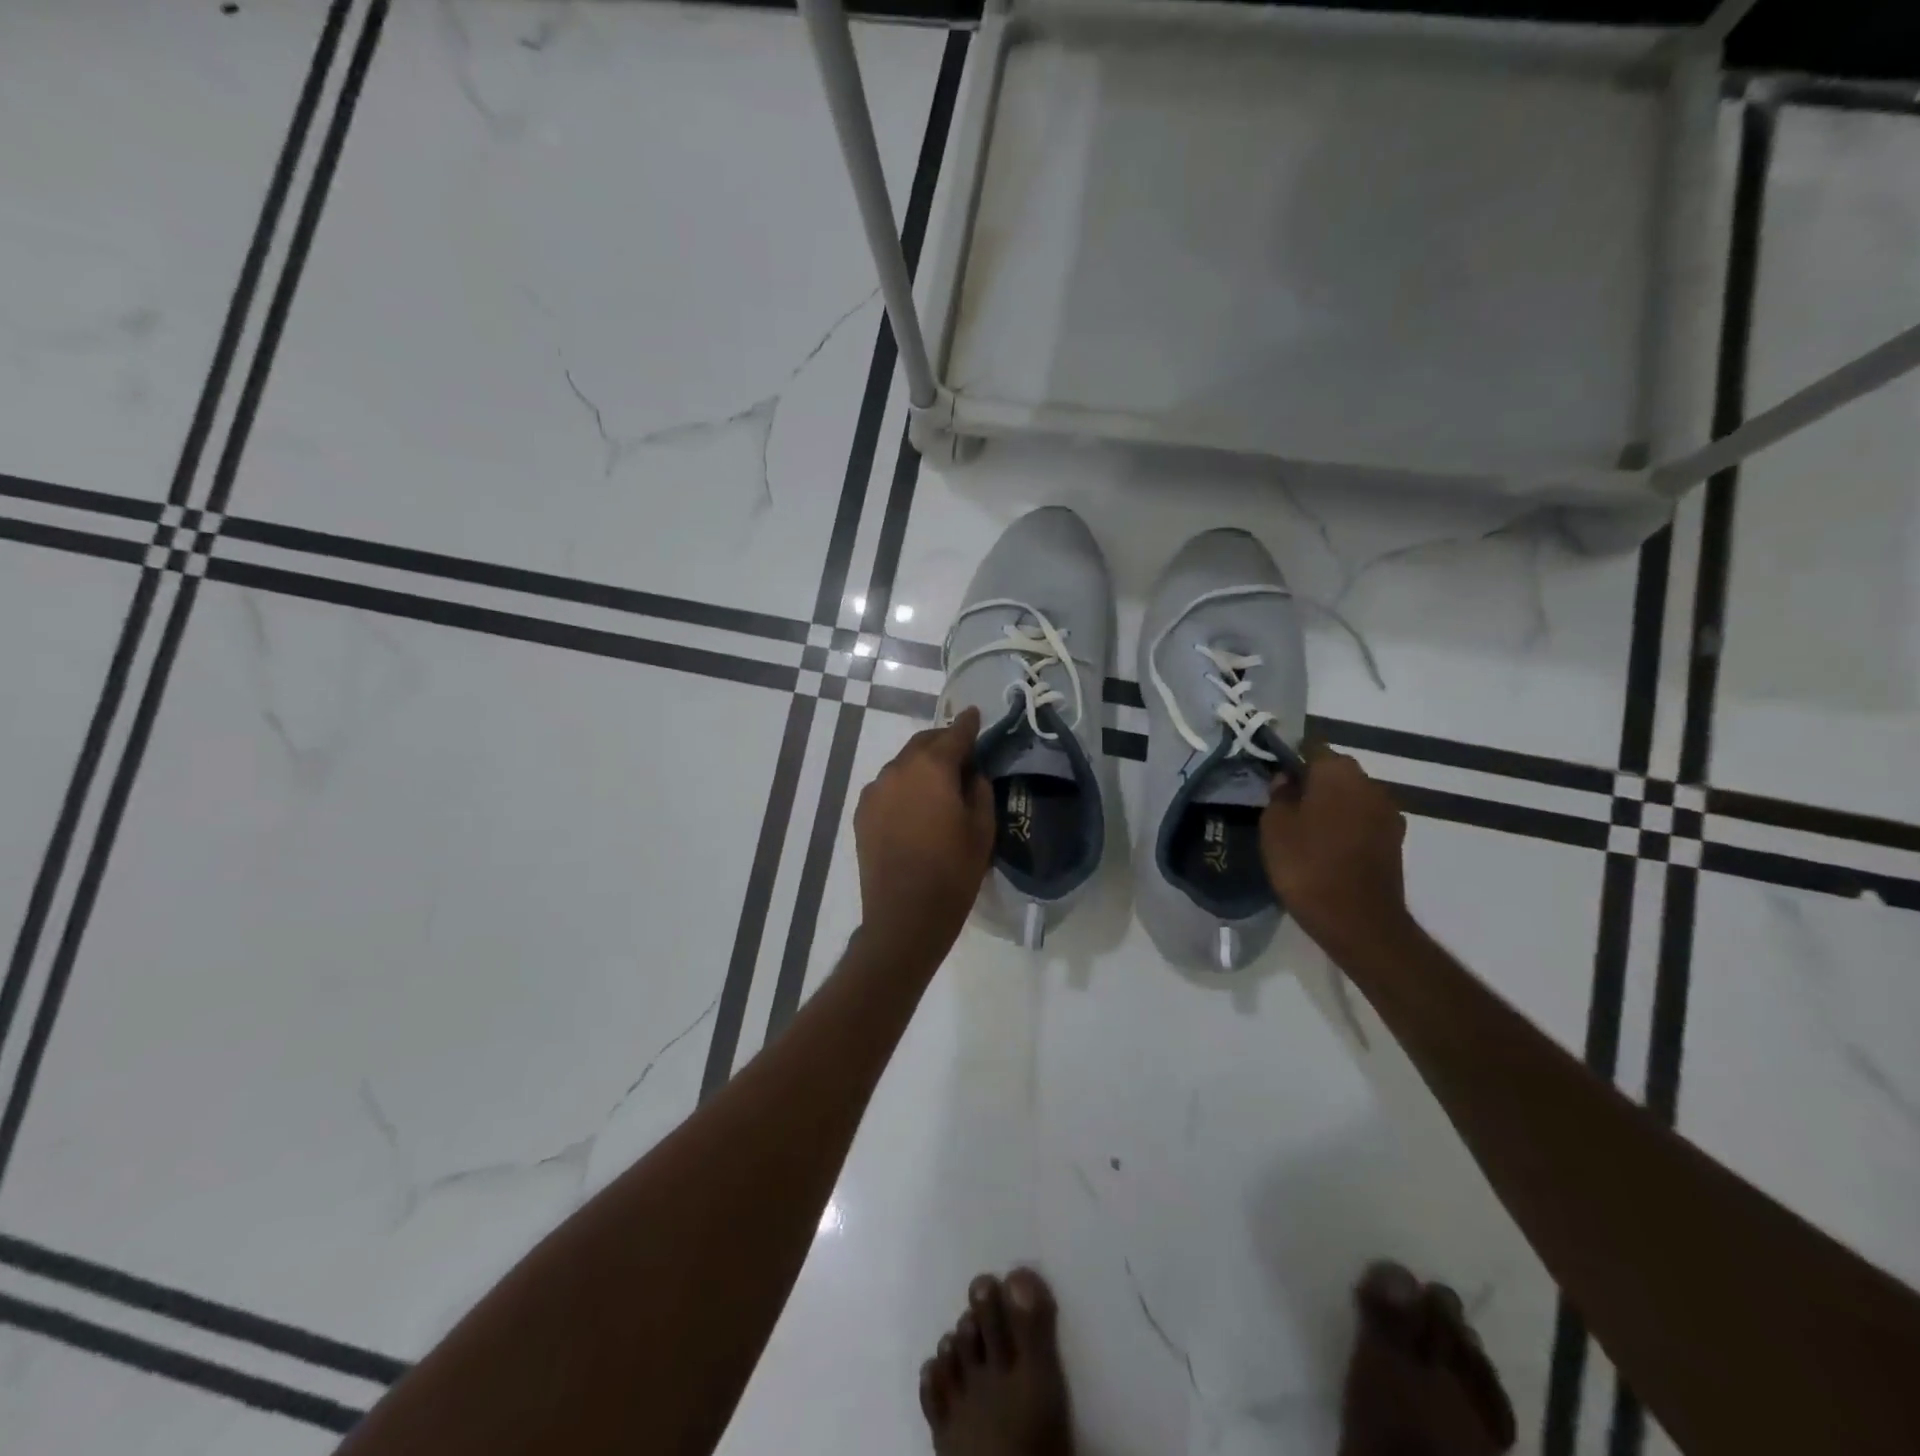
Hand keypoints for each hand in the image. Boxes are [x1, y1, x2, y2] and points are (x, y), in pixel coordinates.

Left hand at [853, 707, 995, 964]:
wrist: (904, 916)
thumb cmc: (953, 872)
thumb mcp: (982, 829)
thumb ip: (979, 790)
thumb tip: (971, 773)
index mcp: (931, 768)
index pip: (954, 734)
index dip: (967, 724)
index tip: (974, 714)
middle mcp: (897, 770)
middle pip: (923, 744)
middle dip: (943, 743)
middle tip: (962, 755)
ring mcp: (875, 791)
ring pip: (903, 765)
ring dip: (922, 766)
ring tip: (939, 785)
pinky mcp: (862, 813)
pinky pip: (887, 787)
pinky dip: (904, 786)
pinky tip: (915, 806)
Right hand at [1260, 744, 1411, 959]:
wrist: (1358, 920)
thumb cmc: (1307, 865)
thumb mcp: (1274, 826)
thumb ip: (1279, 795)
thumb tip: (1287, 780)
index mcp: (1337, 772)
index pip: (1311, 748)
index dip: (1291, 761)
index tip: (1275, 781)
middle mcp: (1370, 783)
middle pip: (1335, 772)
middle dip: (1313, 784)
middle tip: (1286, 807)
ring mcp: (1388, 812)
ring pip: (1351, 797)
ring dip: (1332, 807)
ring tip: (1306, 831)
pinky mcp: (1395, 840)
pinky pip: (1363, 822)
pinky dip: (1347, 828)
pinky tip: (1328, 849)